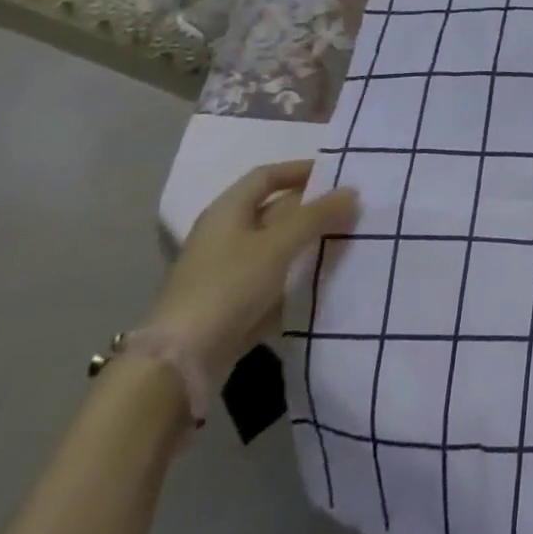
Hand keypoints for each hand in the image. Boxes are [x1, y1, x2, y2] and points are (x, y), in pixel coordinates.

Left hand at [145, 161, 358, 382]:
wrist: (180, 363)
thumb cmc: (229, 286)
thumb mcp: (279, 244)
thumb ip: (317, 215)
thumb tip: (352, 191)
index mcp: (227, 211)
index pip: (266, 176)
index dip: (300, 170)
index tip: (336, 174)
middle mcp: (224, 236)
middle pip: (273, 210)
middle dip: (311, 208)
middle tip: (350, 207)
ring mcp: (226, 272)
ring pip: (276, 246)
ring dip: (308, 241)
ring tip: (347, 238)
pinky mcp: (233, 304)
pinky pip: (273, 278)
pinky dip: (297, 273)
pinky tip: (325, 277)